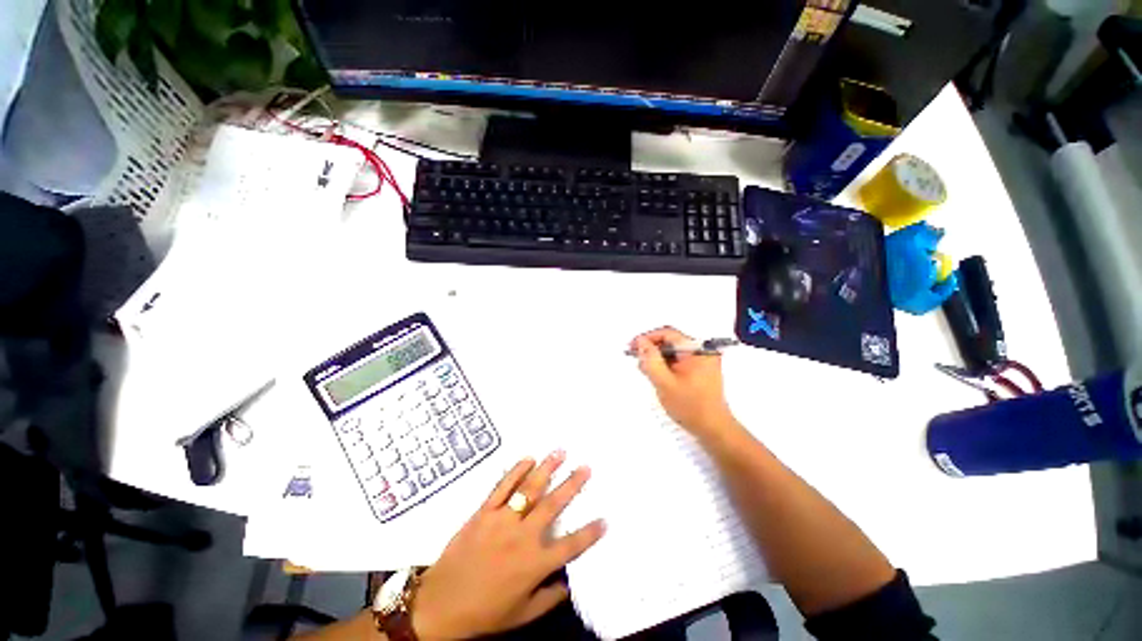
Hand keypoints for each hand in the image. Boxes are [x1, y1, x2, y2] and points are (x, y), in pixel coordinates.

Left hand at [412, 452, 605, 640]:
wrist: (440, 605)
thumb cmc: (484, 613)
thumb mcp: (522, 615)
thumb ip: (549, 598)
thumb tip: (570, 583)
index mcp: (534, 564)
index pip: (571, 546)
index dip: (590, 533)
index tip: (605, 519)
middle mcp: (522, 537)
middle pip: (553, 505)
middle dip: (572, 485)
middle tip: (586, 467)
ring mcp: (502, 520)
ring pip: (529, 489)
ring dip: (546, 469)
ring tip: (560, 452)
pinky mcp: (484, 512)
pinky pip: (502, 487)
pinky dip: (516, 471)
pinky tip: (528, 459)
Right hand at [631, 326, 735, 438]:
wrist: (713, 429)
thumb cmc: (690, 407)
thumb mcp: (665, 383)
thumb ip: (651, 360)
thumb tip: (641, 342)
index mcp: (698, 350)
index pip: (668, 334)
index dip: (648, 338)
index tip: (633, 347)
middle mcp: (703, 351)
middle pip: (671, 341)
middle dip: (652, 349)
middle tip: (637, 359)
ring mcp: (703, 360)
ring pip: (673, 351)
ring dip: (658, 358)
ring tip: (646, 370)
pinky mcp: (700, 369)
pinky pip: (679, 360)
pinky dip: (666, 365)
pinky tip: (657, 375)